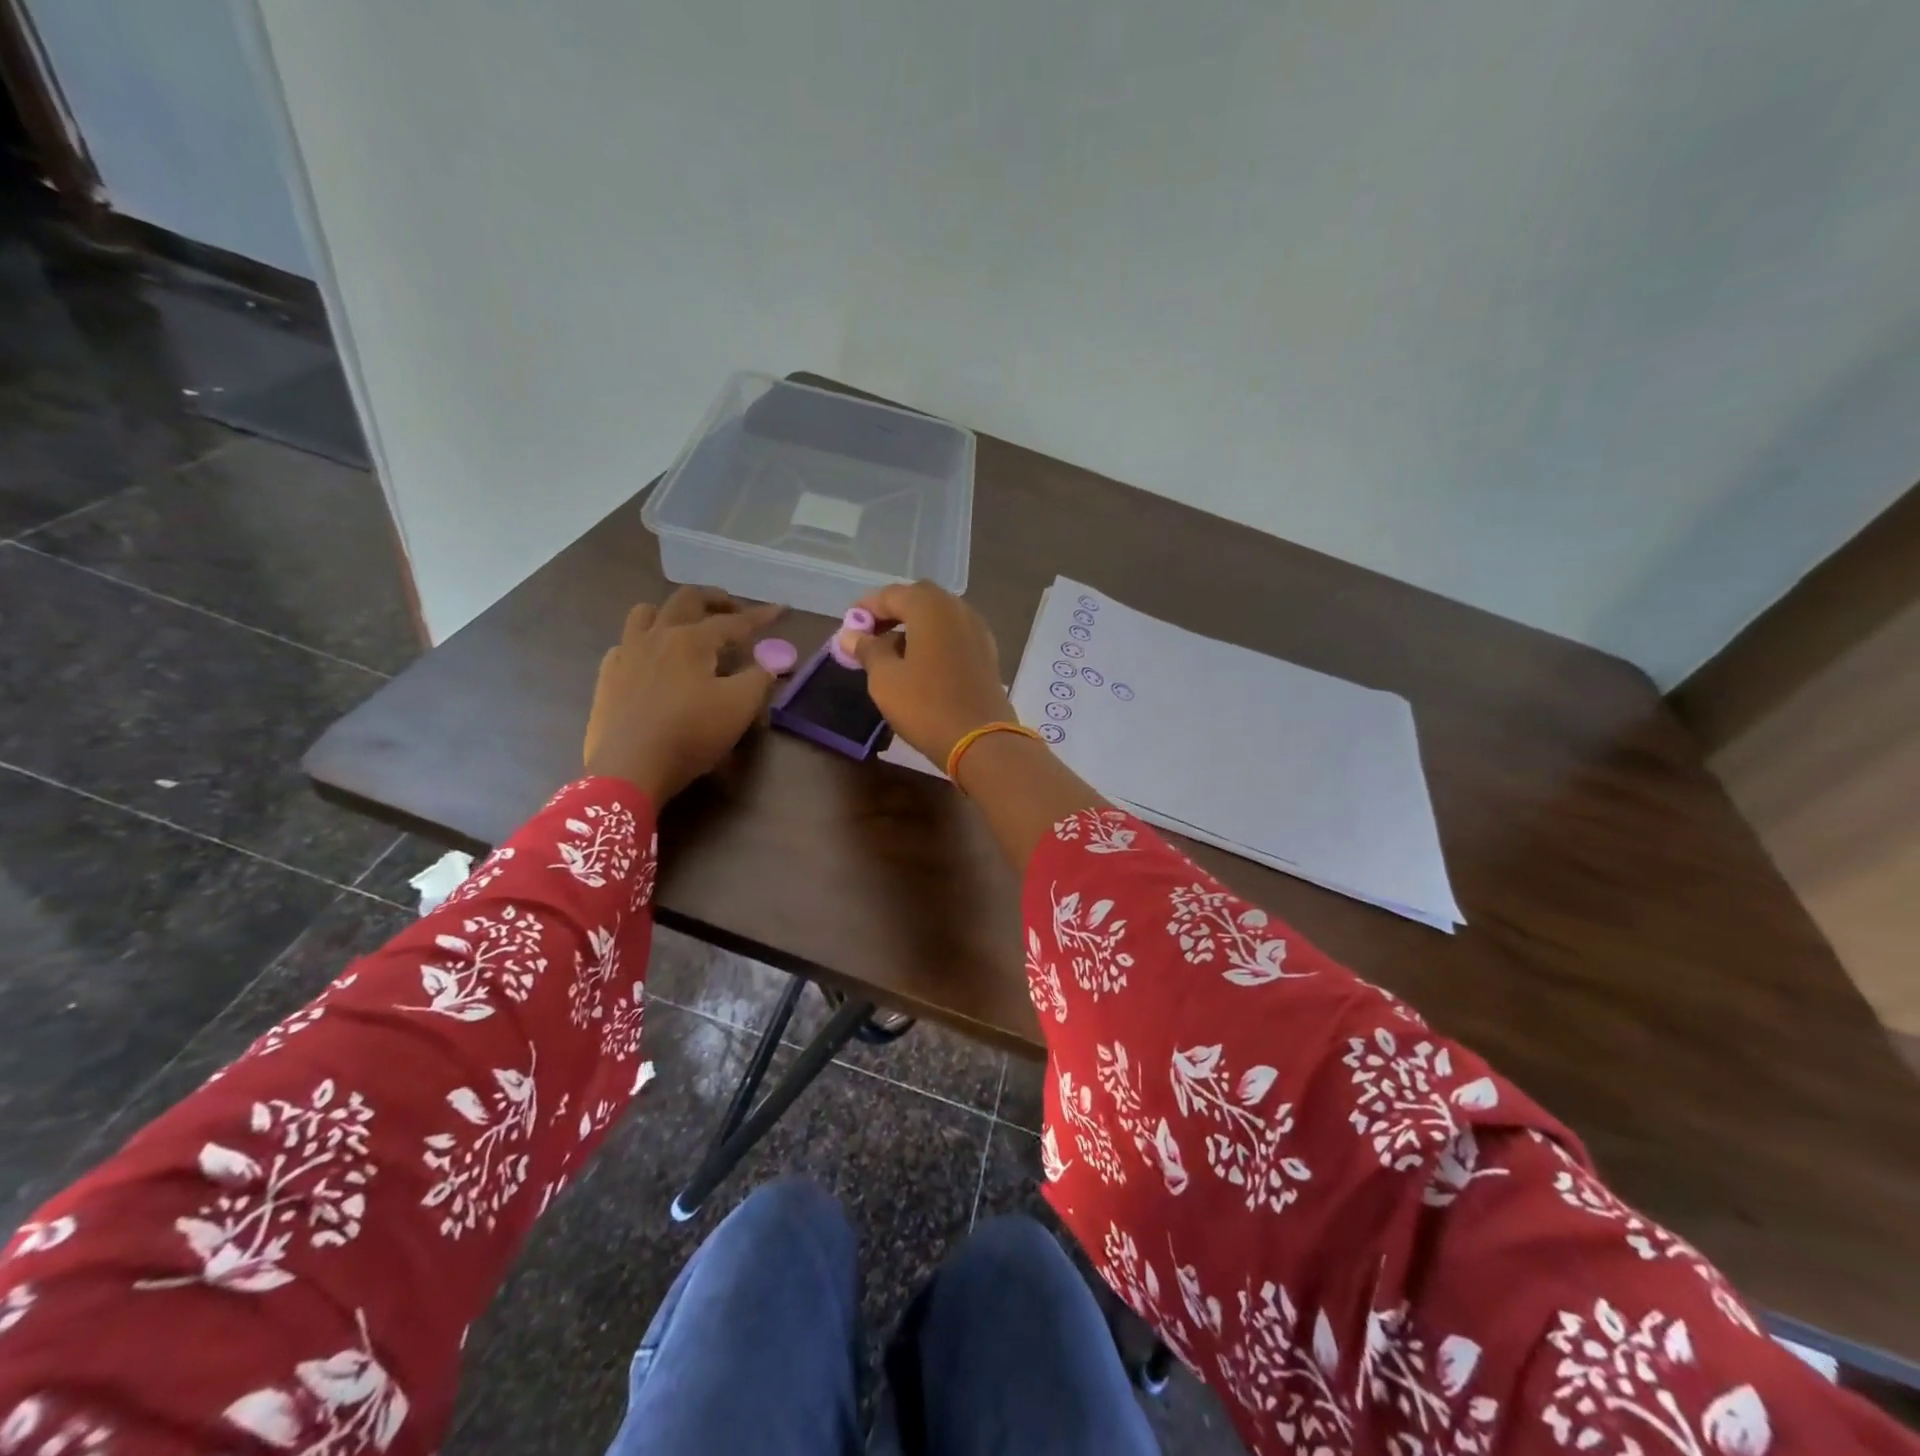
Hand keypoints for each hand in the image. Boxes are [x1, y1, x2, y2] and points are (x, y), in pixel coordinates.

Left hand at [584, 587, 783, 801]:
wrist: (629, 767)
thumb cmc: (690, 734)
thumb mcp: (739, 707)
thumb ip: (759, 679)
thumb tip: (769, 663)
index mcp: (692, 640)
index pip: (734, 621)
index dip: (761, 616)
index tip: (781, 609)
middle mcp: (658, 636)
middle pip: (686, 600)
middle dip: (714, 599)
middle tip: (733, 610)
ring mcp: (627, 653)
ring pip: (646, 613)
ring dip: (672, 612)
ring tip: (687, 626)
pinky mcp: (608, 676)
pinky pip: (625, 643)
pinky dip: (644, 642)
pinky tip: (652, 661)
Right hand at [837, 581, 1015, 767]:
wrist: (981, 741)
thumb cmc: (926, 706)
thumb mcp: (885, 678)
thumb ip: (867, 650)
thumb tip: (849, 634)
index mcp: (930, 606)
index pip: (890, 595)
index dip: (865, 609)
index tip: (848, 630)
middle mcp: (957, 608)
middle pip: (917, 600)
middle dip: (891, 615)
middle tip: (869, 639)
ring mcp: (977, 629)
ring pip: (938, 618)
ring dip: (913, 628)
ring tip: (891, 655)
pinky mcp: (986, 652)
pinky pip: (953, 635)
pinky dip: (933, 641)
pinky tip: (920, 665)